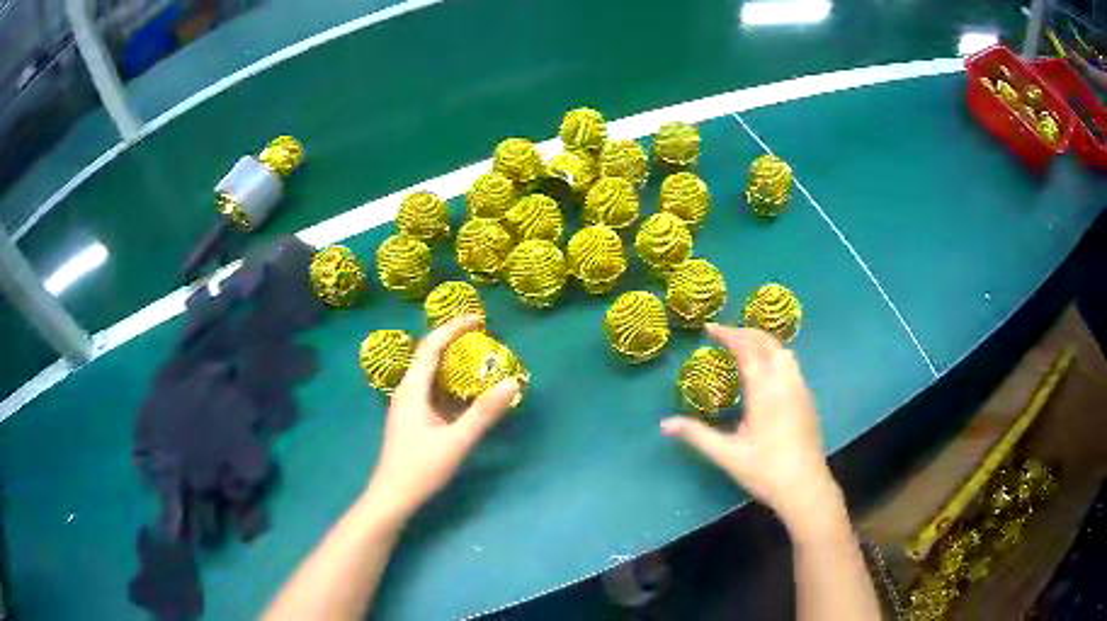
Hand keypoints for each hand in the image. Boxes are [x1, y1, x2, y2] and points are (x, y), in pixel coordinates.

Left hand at [366, 315, 519, 521]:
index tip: (478, 320)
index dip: (453, 328)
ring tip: (479, 361)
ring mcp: (407, 405)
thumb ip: (484, 413)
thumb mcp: (456, 441)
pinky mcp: (411, 418)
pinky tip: (467, 394)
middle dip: (454, 341)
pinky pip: (432, 390)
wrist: (393, 496)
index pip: (431, 346)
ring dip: (453, 363)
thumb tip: (512, 383)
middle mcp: (407, 391)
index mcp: (412, 389)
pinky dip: (450, 384)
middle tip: (483, 338)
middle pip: (429, 355)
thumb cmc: (421, 468)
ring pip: (430, 374)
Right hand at [660, 325, 839, 528]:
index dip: (728, 334)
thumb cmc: (765, 470)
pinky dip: (774, 356)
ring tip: (744, 349)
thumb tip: (664, 423)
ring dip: (763, 342)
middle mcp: (785, 382)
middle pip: (768, 343)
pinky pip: (791, 365)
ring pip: (783, 351)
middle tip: (724, 335)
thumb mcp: (726, 455)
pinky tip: (766, 374)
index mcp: (765, 390)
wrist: (805, 487)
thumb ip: (696, 434)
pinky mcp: (808, 399)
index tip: (709, 328)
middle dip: (746, 332)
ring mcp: (800, 389)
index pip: (747, 348)